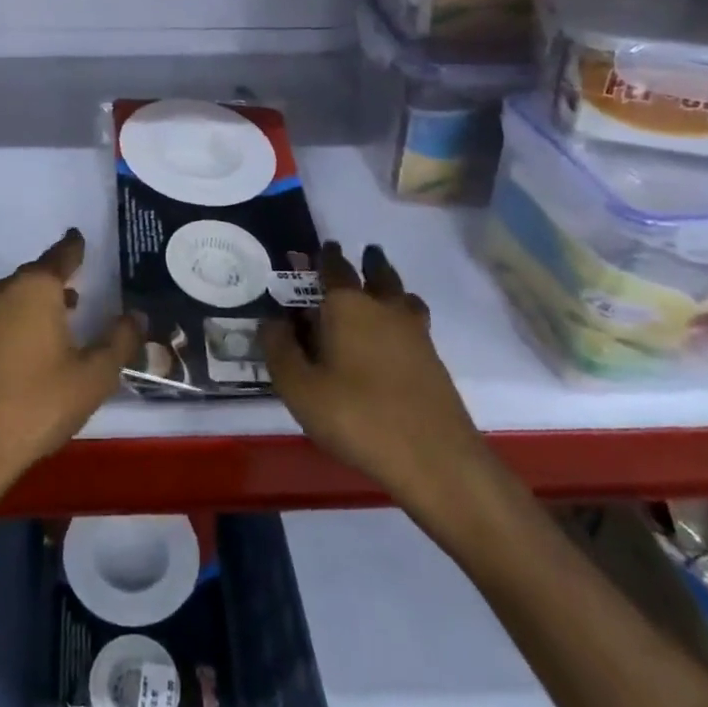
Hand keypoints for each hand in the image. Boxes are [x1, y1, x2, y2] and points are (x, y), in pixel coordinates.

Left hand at [0, 229, 138, 490]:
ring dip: (43, 297)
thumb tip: (136, 315)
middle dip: (60, 275)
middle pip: (38, 272)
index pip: (62, 255)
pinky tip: (42, 338)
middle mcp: (5, 289)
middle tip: (85, 279)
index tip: (81, 237)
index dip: (75, 247)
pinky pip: (6, 312)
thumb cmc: (39, 402)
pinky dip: (26, 315)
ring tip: (70, 309)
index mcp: (36, 287)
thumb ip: (120, 340)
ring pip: (20, 293)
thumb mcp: (94, 374)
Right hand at [261, 243, 496, 531]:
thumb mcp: (299, 388)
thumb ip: (279, 349)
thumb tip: (272, 319)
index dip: (326, 256)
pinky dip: (403, 315)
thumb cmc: (357, 416)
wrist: (434, 459)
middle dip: (368, 262)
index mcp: (348, 305)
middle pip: (378, 273)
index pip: (335, 267)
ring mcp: (415, 333)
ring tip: (382, 289)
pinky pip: (414, 321)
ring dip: (391, 285)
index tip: (324, 247)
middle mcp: (383, 307)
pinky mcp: (433, 359)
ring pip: (402, 294)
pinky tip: (393, 335)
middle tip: (363, 255)